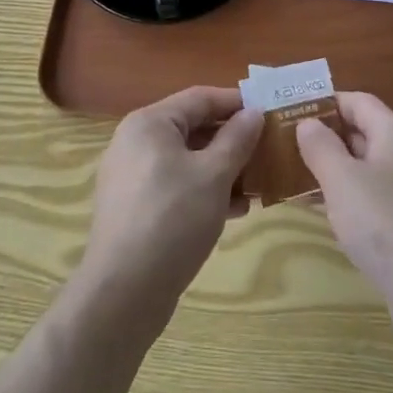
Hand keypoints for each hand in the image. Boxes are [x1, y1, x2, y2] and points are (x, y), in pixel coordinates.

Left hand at [76, 86, 262, 323]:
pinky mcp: (134, 209)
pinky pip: (175, 186)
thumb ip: (237, 139)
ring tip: (256, 185)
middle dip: (232, 141)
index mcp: (150, 123)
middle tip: (267, 150)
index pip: (200, 98)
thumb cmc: (172, 220)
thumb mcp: (214, 175)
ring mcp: (131, 177)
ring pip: (186, 160)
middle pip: (192, 129)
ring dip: (222, 169)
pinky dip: (203, 191)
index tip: (269, 110)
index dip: (236, 102)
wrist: (123, 294)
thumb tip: (254, 112)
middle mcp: (135, 142)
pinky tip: (234, 211)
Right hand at [296, 91, 392, 307]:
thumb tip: (308, 123)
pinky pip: (379, 198)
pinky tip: (330, 217)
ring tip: (301, 182)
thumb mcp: (341, 179)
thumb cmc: (384, 223)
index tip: (294, 114)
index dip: (326, 104)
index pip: (358, 101)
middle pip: (365, 133)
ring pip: (370, 169)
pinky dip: (353, 199)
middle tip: (290, 149)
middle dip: (328, 139)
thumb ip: (320, 146)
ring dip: (337, 172)